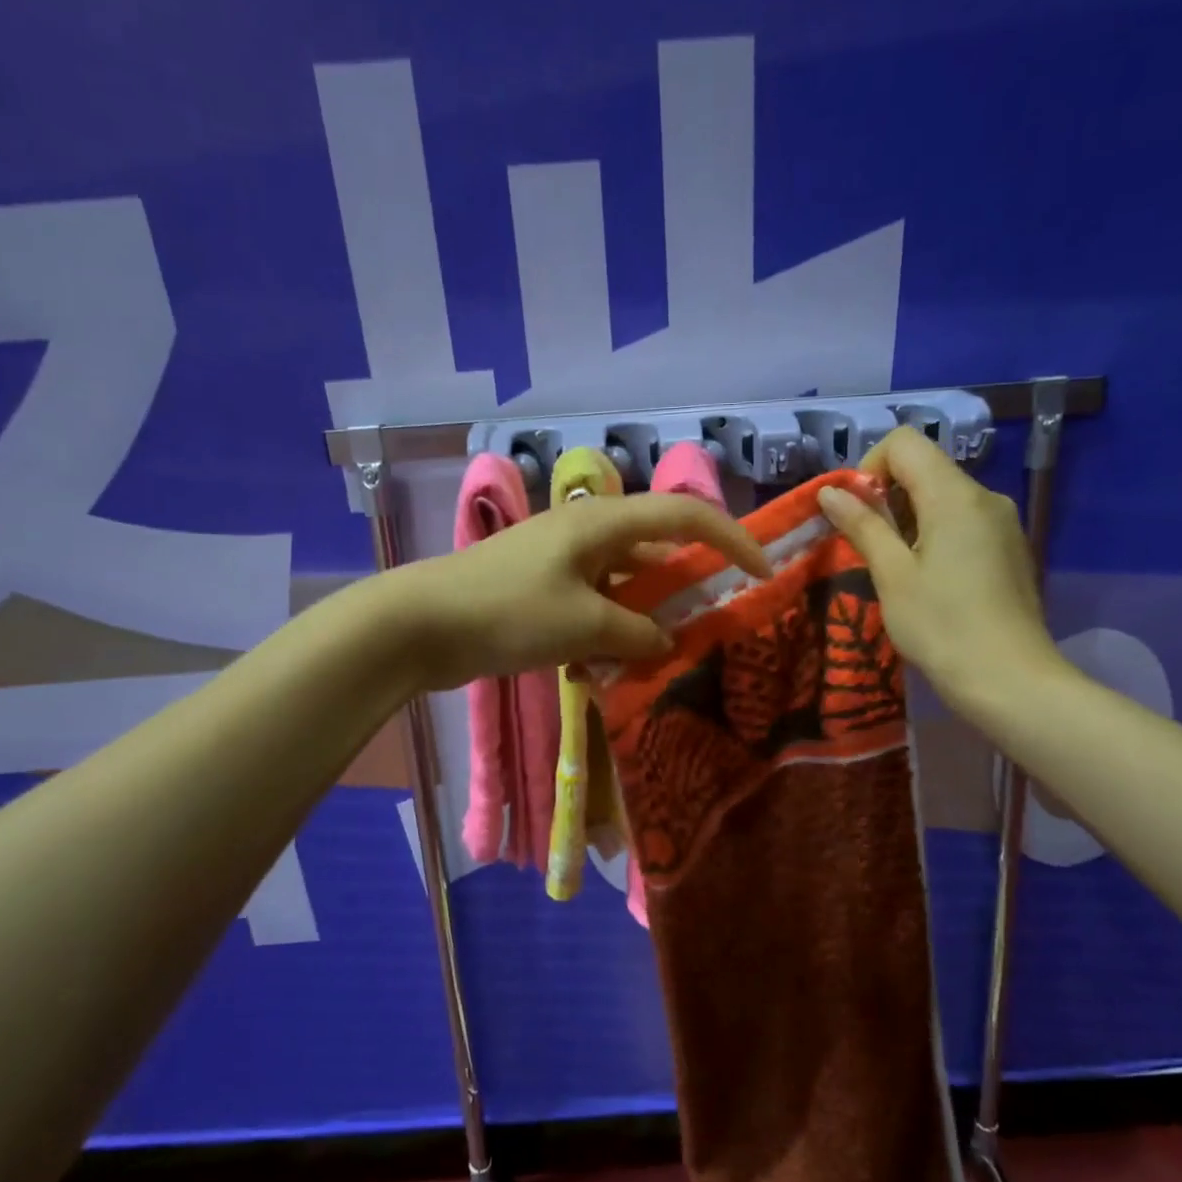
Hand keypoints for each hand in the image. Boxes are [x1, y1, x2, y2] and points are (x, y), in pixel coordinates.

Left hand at [385, 492, 769, 690]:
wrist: (419, 624)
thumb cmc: (508, 612)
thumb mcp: (584, 627)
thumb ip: (638, 635)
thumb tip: (667, 642)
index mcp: (603, 523)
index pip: (686, 515)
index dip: (732, 539)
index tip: (762, 573)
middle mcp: (586, 531)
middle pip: (657, 547)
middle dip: (688, 584)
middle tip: (712, 624)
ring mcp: (560, 559)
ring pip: (624, 581)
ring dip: (645, 615)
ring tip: (661, 655)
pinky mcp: (540, 587)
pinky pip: (593, 601)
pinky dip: (608, 628)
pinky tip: (606, 666)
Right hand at [818, 427, 1070, 721]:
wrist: (1010, 680)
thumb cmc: (941, 626)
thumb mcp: (892, 575)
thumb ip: (862, 525)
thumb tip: (830, 492)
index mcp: (955, 495)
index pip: (905, 443)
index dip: (870, 467)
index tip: (857, 513)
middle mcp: (985, 497)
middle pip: (926, 468)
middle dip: (887, 497)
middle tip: (869, 548)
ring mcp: (1003, 523)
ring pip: (944, 497)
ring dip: (909, 519)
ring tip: (897, 570)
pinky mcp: (1010, 548)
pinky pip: (963, 522)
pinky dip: (935, 535)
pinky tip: (930, 582)